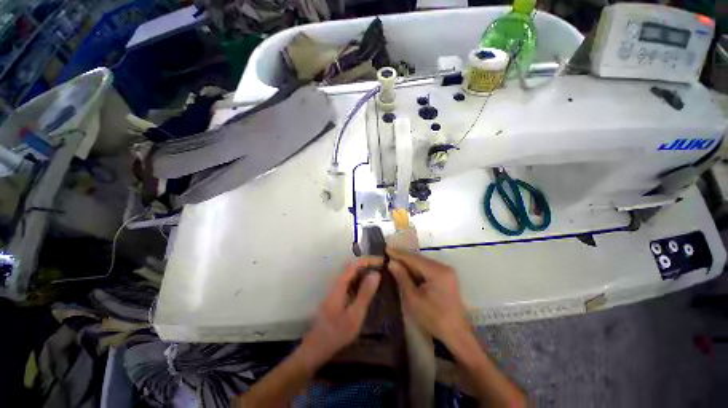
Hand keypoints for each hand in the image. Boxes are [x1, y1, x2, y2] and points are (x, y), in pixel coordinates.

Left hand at [300, 257, 382, 365]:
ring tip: (379, 275)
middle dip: (368, 264)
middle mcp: (337, 283)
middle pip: (353, 267)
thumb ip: (365, 293)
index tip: (383, 261)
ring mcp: (336, 290)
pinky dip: (361, 281)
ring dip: (365, 272)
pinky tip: (368, 288)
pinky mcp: (337, 297)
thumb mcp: (355, 314)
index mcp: (340, 284)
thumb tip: (376, 273)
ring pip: (352, 275)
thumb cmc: (336, 332)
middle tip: (383, 267)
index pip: (355, 264)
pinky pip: (350, 283)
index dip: (369, 260)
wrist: (316, 348)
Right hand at [387, 248, 469, 342]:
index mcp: (437, 271)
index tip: (385, 249)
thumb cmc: (433, 318)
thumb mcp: (413, 299)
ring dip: (409, 262)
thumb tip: (391, 262)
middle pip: (419, 259)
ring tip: (394, 259)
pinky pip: (428, 268)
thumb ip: (402, 278)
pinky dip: (417, 268)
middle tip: (388, 254)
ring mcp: (446, 271)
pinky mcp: (446, 276)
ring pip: (423, 263)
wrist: (456, 334)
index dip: (398, 254)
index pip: (414, 258)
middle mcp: (443, 267)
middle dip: (403, 257)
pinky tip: (407, 268)